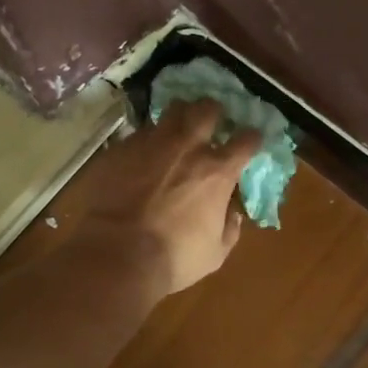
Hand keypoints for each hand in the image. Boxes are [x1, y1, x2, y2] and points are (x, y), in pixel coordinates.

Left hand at [75, 100, 260, 298]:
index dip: (250, 139)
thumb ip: (229, 227)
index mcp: (217, 171)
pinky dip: (146, 140)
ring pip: (171, 112)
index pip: (247, 140)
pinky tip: (142, 154)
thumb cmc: (173, 258)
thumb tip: (233, 212)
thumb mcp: (215, 253)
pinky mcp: (122, 148)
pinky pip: (140, 133)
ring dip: (178, 117)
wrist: (117, 254)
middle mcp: (188, 146)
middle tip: (210, 121)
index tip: (249, 142)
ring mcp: (152, 142)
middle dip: (212, 111)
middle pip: (207, 109)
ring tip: (175, 129)